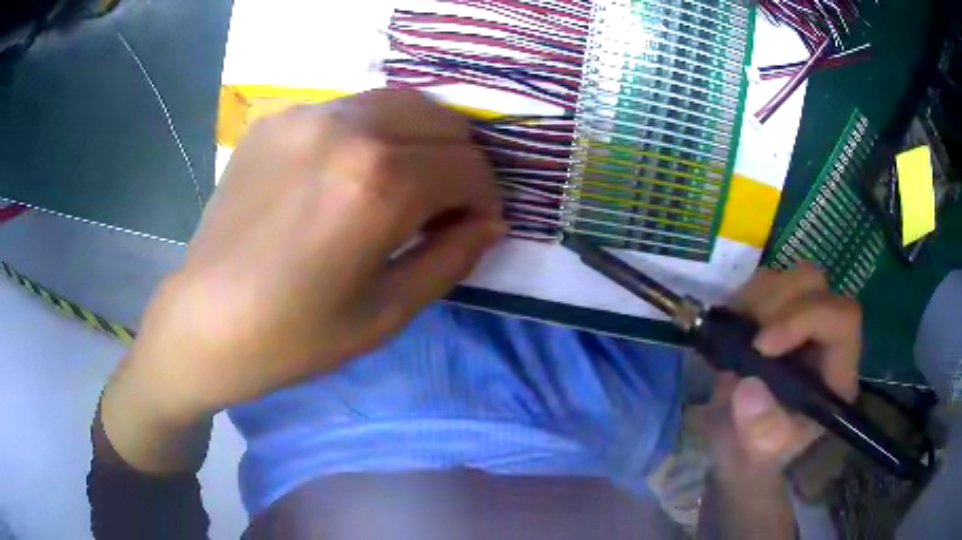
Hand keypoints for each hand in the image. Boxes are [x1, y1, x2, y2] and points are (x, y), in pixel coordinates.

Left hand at [106, 89, 505, 426]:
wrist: (205, 321)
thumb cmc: (294, 335)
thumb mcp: (386, 312)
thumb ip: (450, 258)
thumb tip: (489, 223)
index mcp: (378, 182)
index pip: (468, 166)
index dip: (486, 197)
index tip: (477, 224)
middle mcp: (346, 129)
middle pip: (440, 119)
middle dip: (460, 160)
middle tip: (448, 202)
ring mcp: (305, 116)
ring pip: (397, 102)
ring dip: (420, 138)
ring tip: (407, 181)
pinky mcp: (276, 121)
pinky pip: (348, 111)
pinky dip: (371, 133)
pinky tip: (350, 172)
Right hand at [697, 265, 860, 478]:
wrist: (738, 447)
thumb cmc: (757, 454)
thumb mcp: (759, 455)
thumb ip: (761, 429)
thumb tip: (748, 386)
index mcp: (836, 371)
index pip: (842, 319)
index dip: (806, 318)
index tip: (762, 345)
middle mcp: (823, 336)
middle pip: (816, 286)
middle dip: (778, 303)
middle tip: (747, 336)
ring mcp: (799, 320)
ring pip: (789, 277)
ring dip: (758, 298)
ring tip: (737, 333)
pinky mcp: (775, 315)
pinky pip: (763, 285)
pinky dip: (743, 298)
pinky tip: (732, 327)